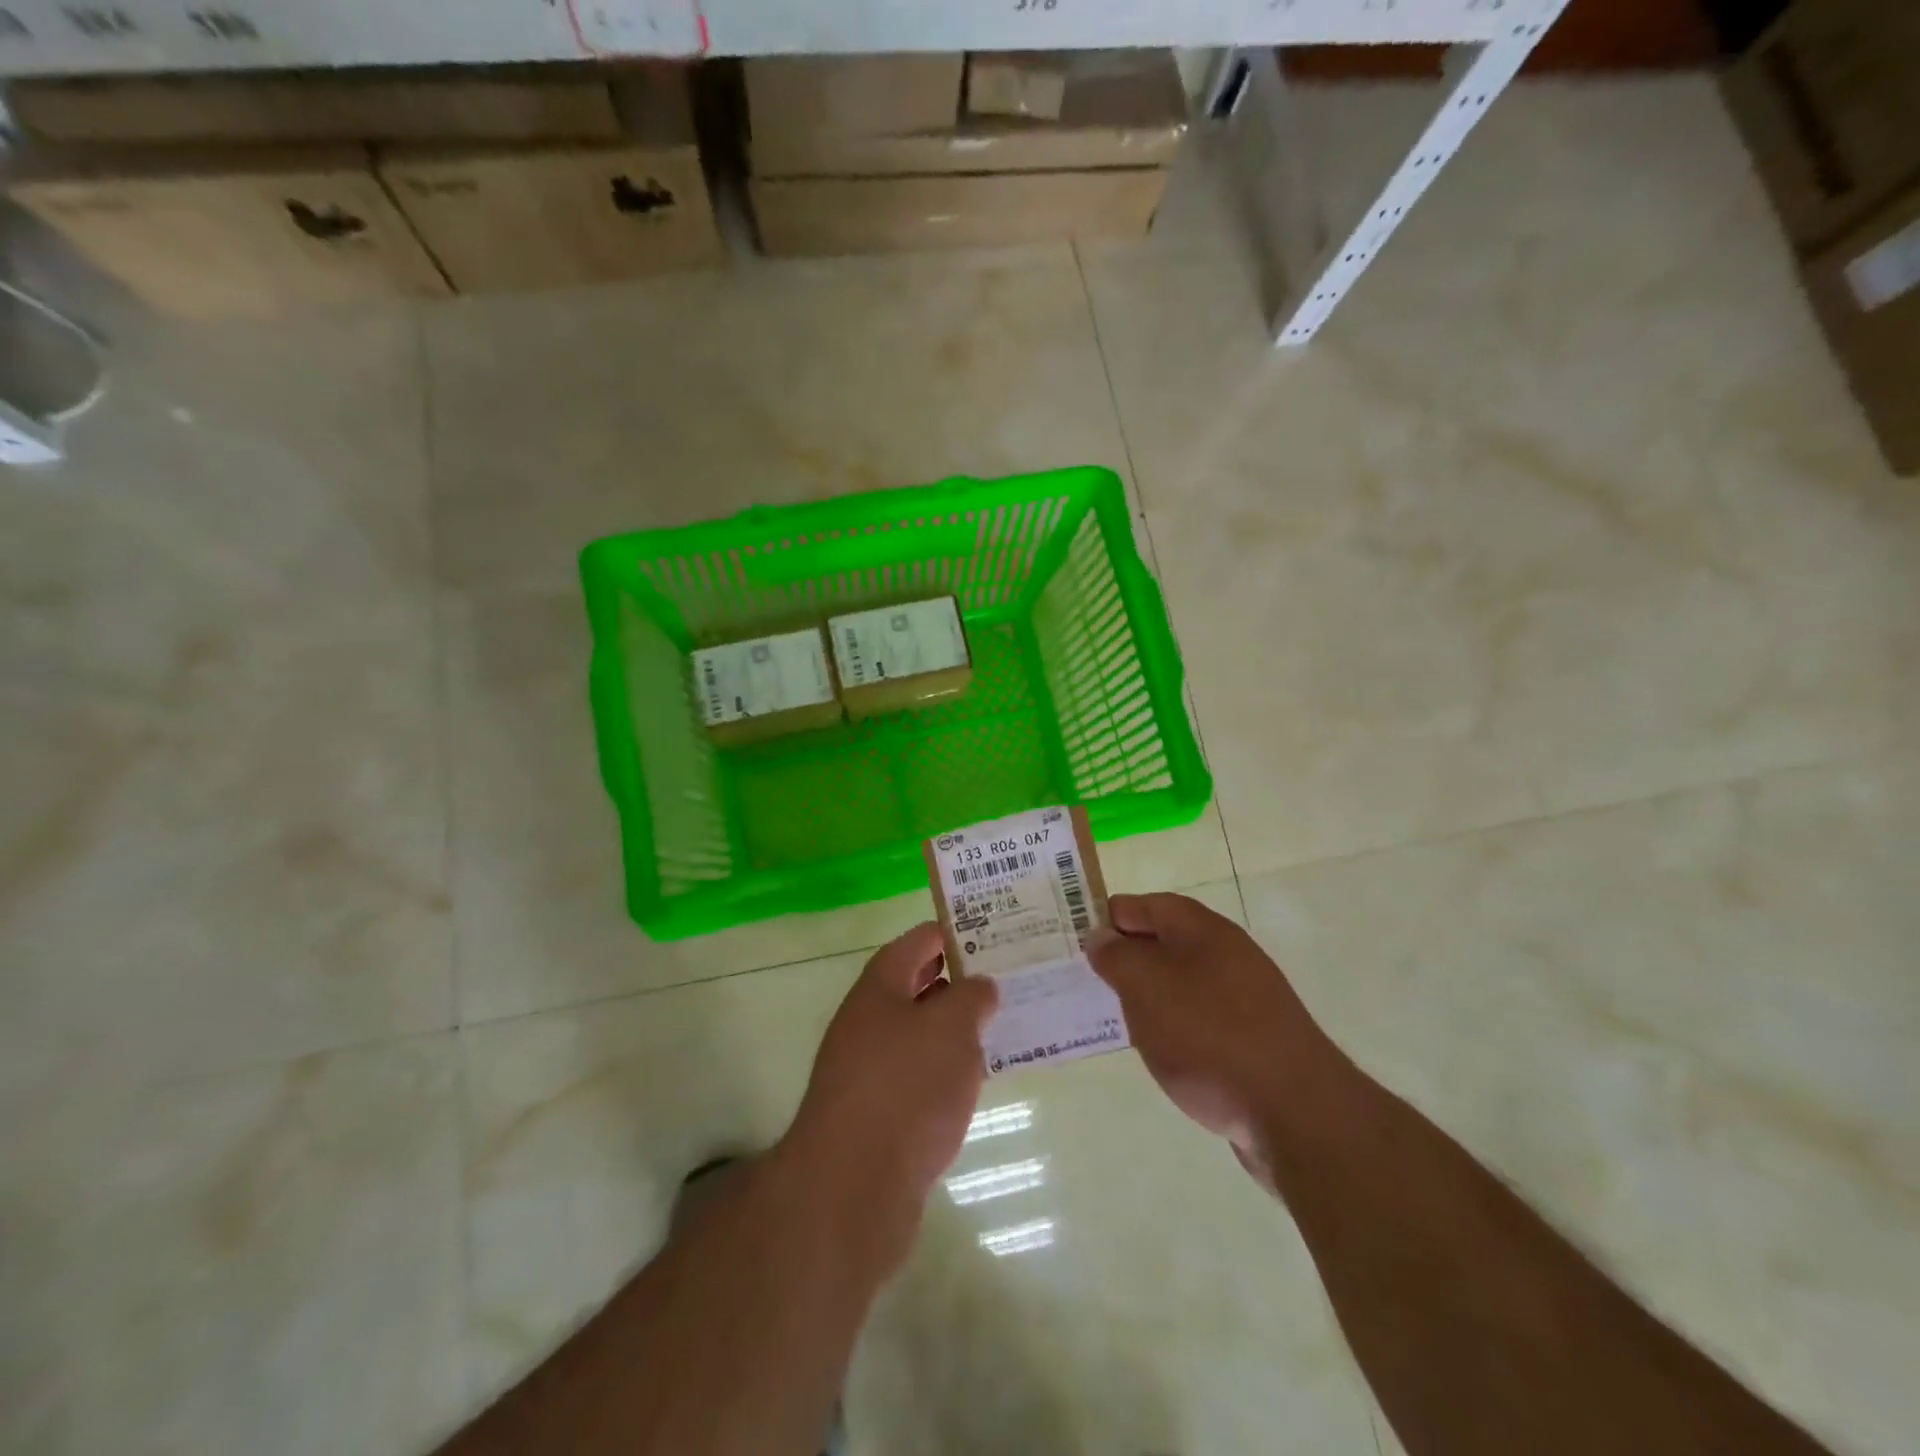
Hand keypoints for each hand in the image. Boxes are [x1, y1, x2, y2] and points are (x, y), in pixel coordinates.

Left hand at [783, 922, 997, 1263]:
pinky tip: (975, 1081)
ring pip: (919, 1033)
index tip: (995, 933)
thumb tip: (980, 986)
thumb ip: (972, 997)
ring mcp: (867, 1068)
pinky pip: (917, 1075)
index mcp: (880, 987)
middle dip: (959, 980)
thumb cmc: (906, 1087)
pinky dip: (945, 1070)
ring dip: (954, 1028)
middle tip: (1007, 978)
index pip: (918, 941)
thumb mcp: (951, 1028)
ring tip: (1001, 1025)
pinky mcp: (876, 1113)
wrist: (851, 1187)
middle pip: (917, 985)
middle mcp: (868, 1020)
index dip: (954, 931)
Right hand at [1087, 893, 1355, 1185]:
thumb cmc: (1210, 1036)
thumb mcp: (1146, 987)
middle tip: (1086, 982)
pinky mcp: (1252, 1039)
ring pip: (1180, 983)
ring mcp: (1244, 997)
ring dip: (1147, 996)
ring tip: (1115, 1019)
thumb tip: (1100, 937)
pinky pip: (1199, 1019)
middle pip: (1163, 942)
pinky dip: (1174, 1027)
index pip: (1143, 905)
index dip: (1107, 918)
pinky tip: (1160, 1052)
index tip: (1074, 944)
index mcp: (1201, 929)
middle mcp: (1226, 954)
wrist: (1296, 1114)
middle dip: (1125, 959)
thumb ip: (1117, 956)